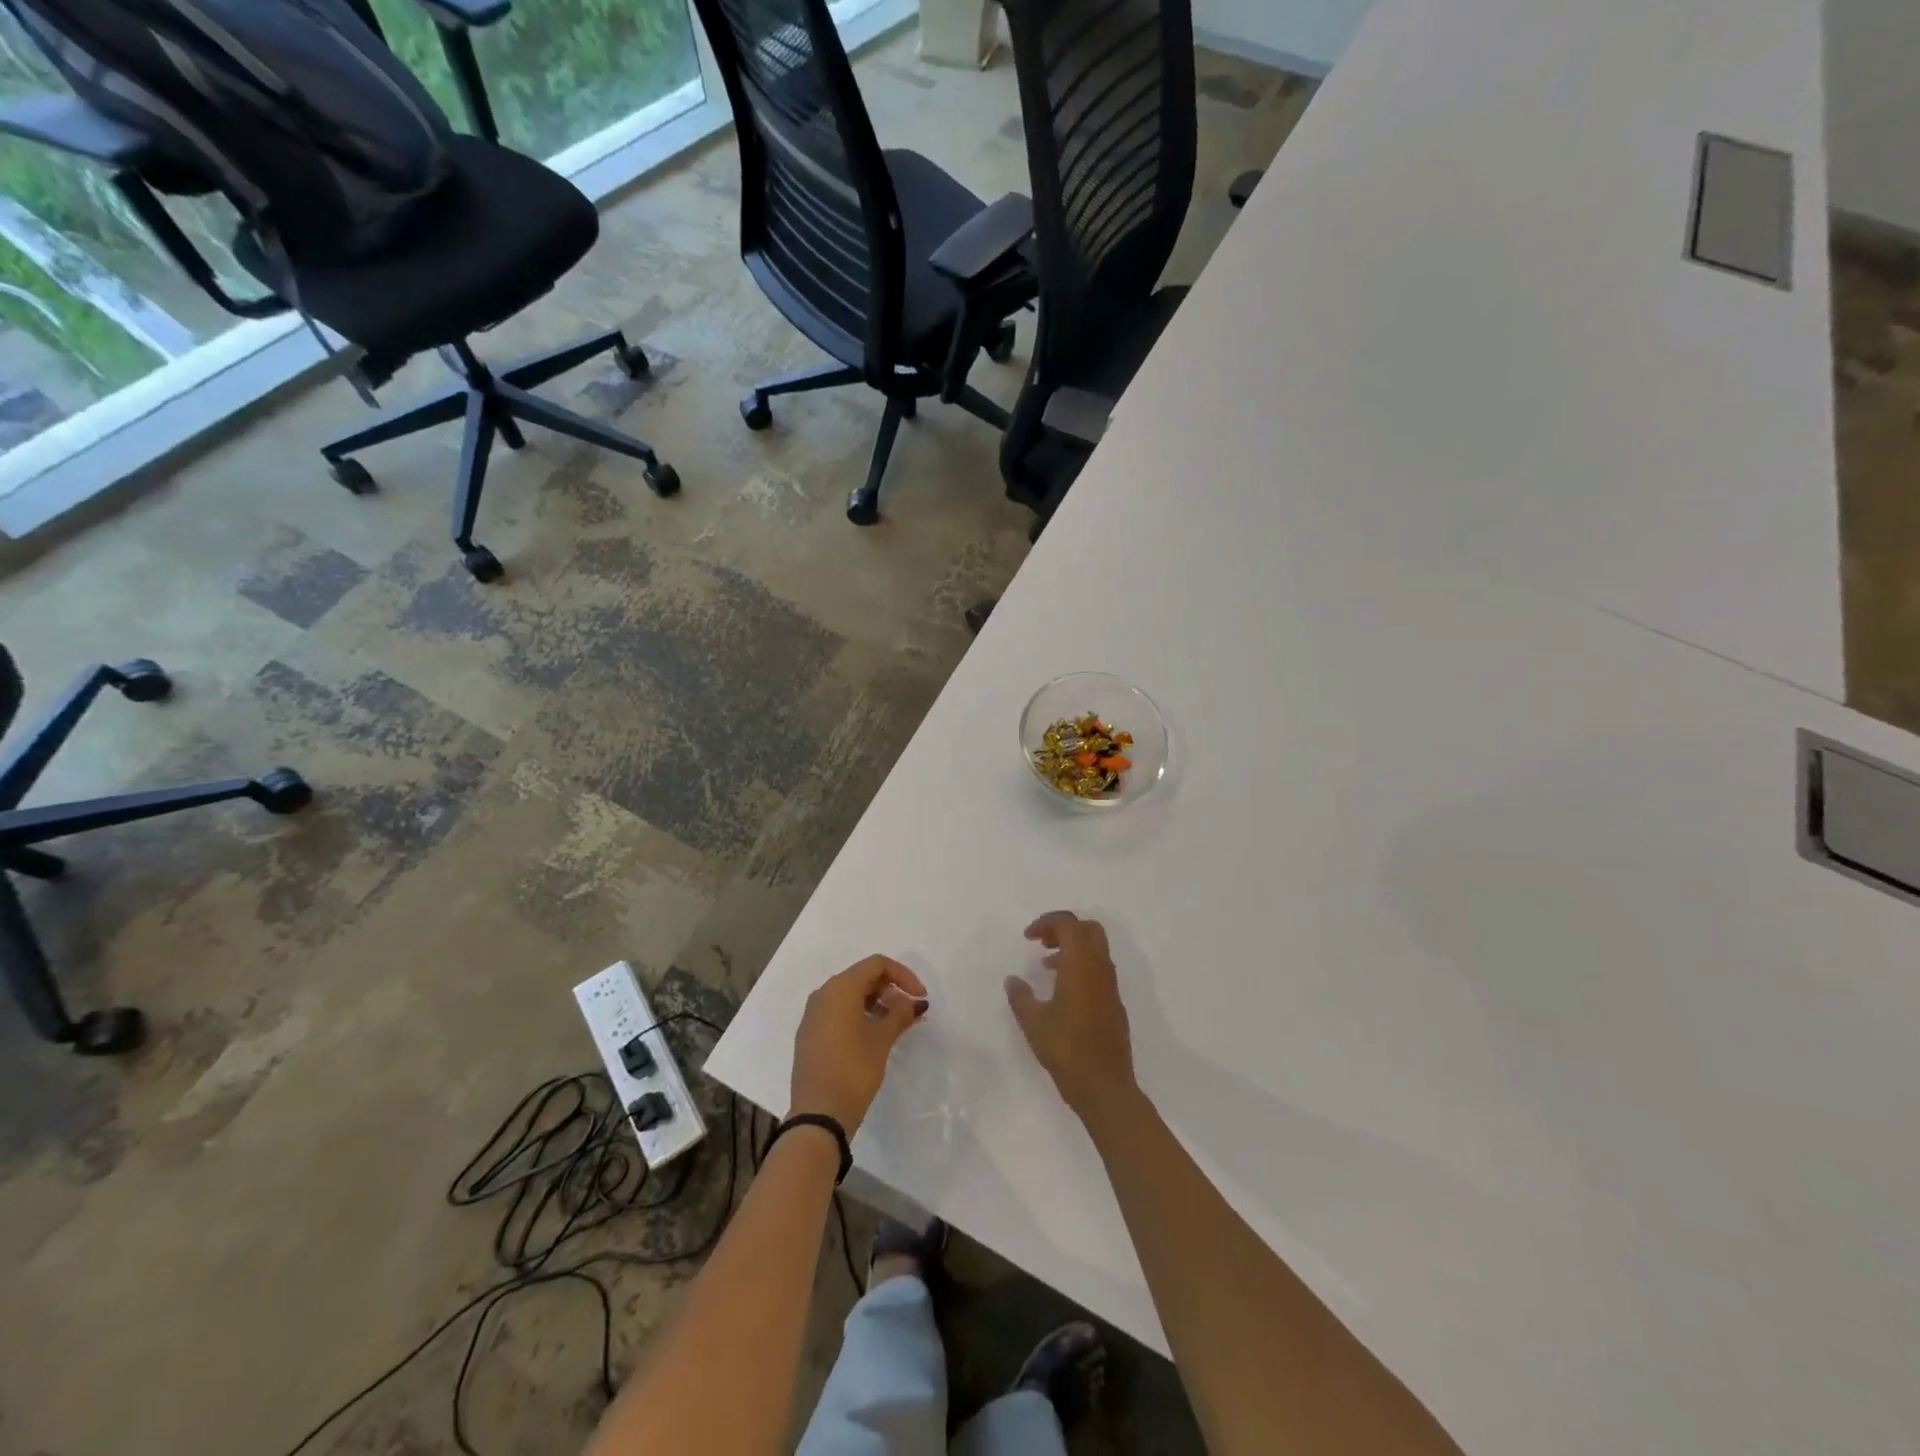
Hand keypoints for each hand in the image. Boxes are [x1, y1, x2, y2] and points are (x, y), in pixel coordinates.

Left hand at [790, 955, 927, 1134]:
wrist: (818, 1114)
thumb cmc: (854, 1069)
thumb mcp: (882, 1039)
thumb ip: (901, 1014)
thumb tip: (915, 1003)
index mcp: (840, 988)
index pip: (877, 964)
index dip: (903, 975)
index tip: (920, 996)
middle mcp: (823, 993)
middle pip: (862, 976)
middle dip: (890, 989)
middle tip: (909, 1011)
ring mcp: (813, 1014)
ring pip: (849, 994)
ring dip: (876, 1002)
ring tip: (895, 1025)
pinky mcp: (810, 1033)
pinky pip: (838, 1011)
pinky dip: (859, 1014)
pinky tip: (873, 1035)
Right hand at [1005, 912, 1137, 1120]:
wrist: (1105, 1087)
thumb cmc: (1067, 1050)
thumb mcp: (1034, 1023)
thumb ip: (1020, 996)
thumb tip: (1012, 980)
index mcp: (1081, 965)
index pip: (1069, 924)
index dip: (1047, 922)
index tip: (1028, 937)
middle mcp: (1100, 969)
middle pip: (1088, 929)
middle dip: (1064, 929)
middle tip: (1042, 943)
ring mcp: (1111, 986)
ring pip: (1096, 949)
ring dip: (1073, 948)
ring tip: (1047, 966)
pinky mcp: (1114, 1003)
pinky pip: (1099, 969)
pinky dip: (1081, 966)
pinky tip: (1062, 991)